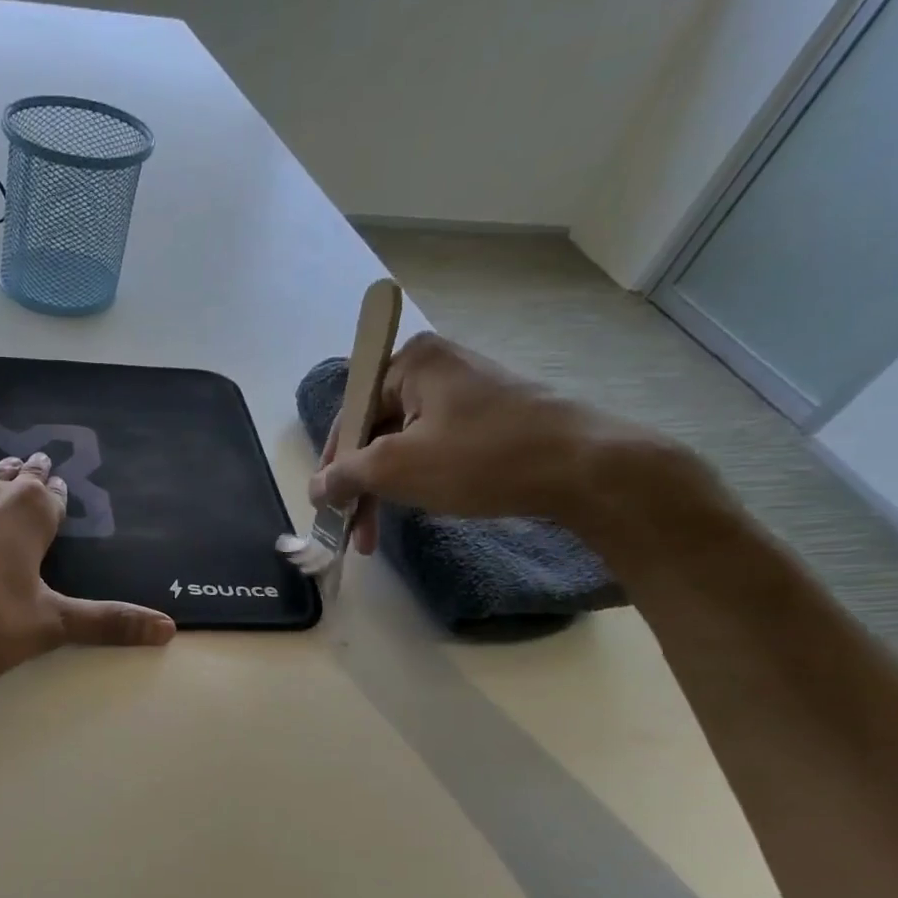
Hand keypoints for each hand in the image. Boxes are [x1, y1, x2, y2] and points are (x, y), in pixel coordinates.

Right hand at [309, 332, 655, 551]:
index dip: (332, 465)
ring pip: (402, 446)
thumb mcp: (396, 467)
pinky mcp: (488, 417)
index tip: (327, 508)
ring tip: (376, 536)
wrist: (582, 467)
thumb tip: (315, 487)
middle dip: (360, 486)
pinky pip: (432, 448)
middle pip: (374, 432)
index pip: (349, 415)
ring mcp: (465, 391)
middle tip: (352, 532)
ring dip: (384, 492)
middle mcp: (436, 367)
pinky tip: (416, 509)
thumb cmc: (480, 459)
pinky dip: (416, 481)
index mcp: (411, 362)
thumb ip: (345, 475)